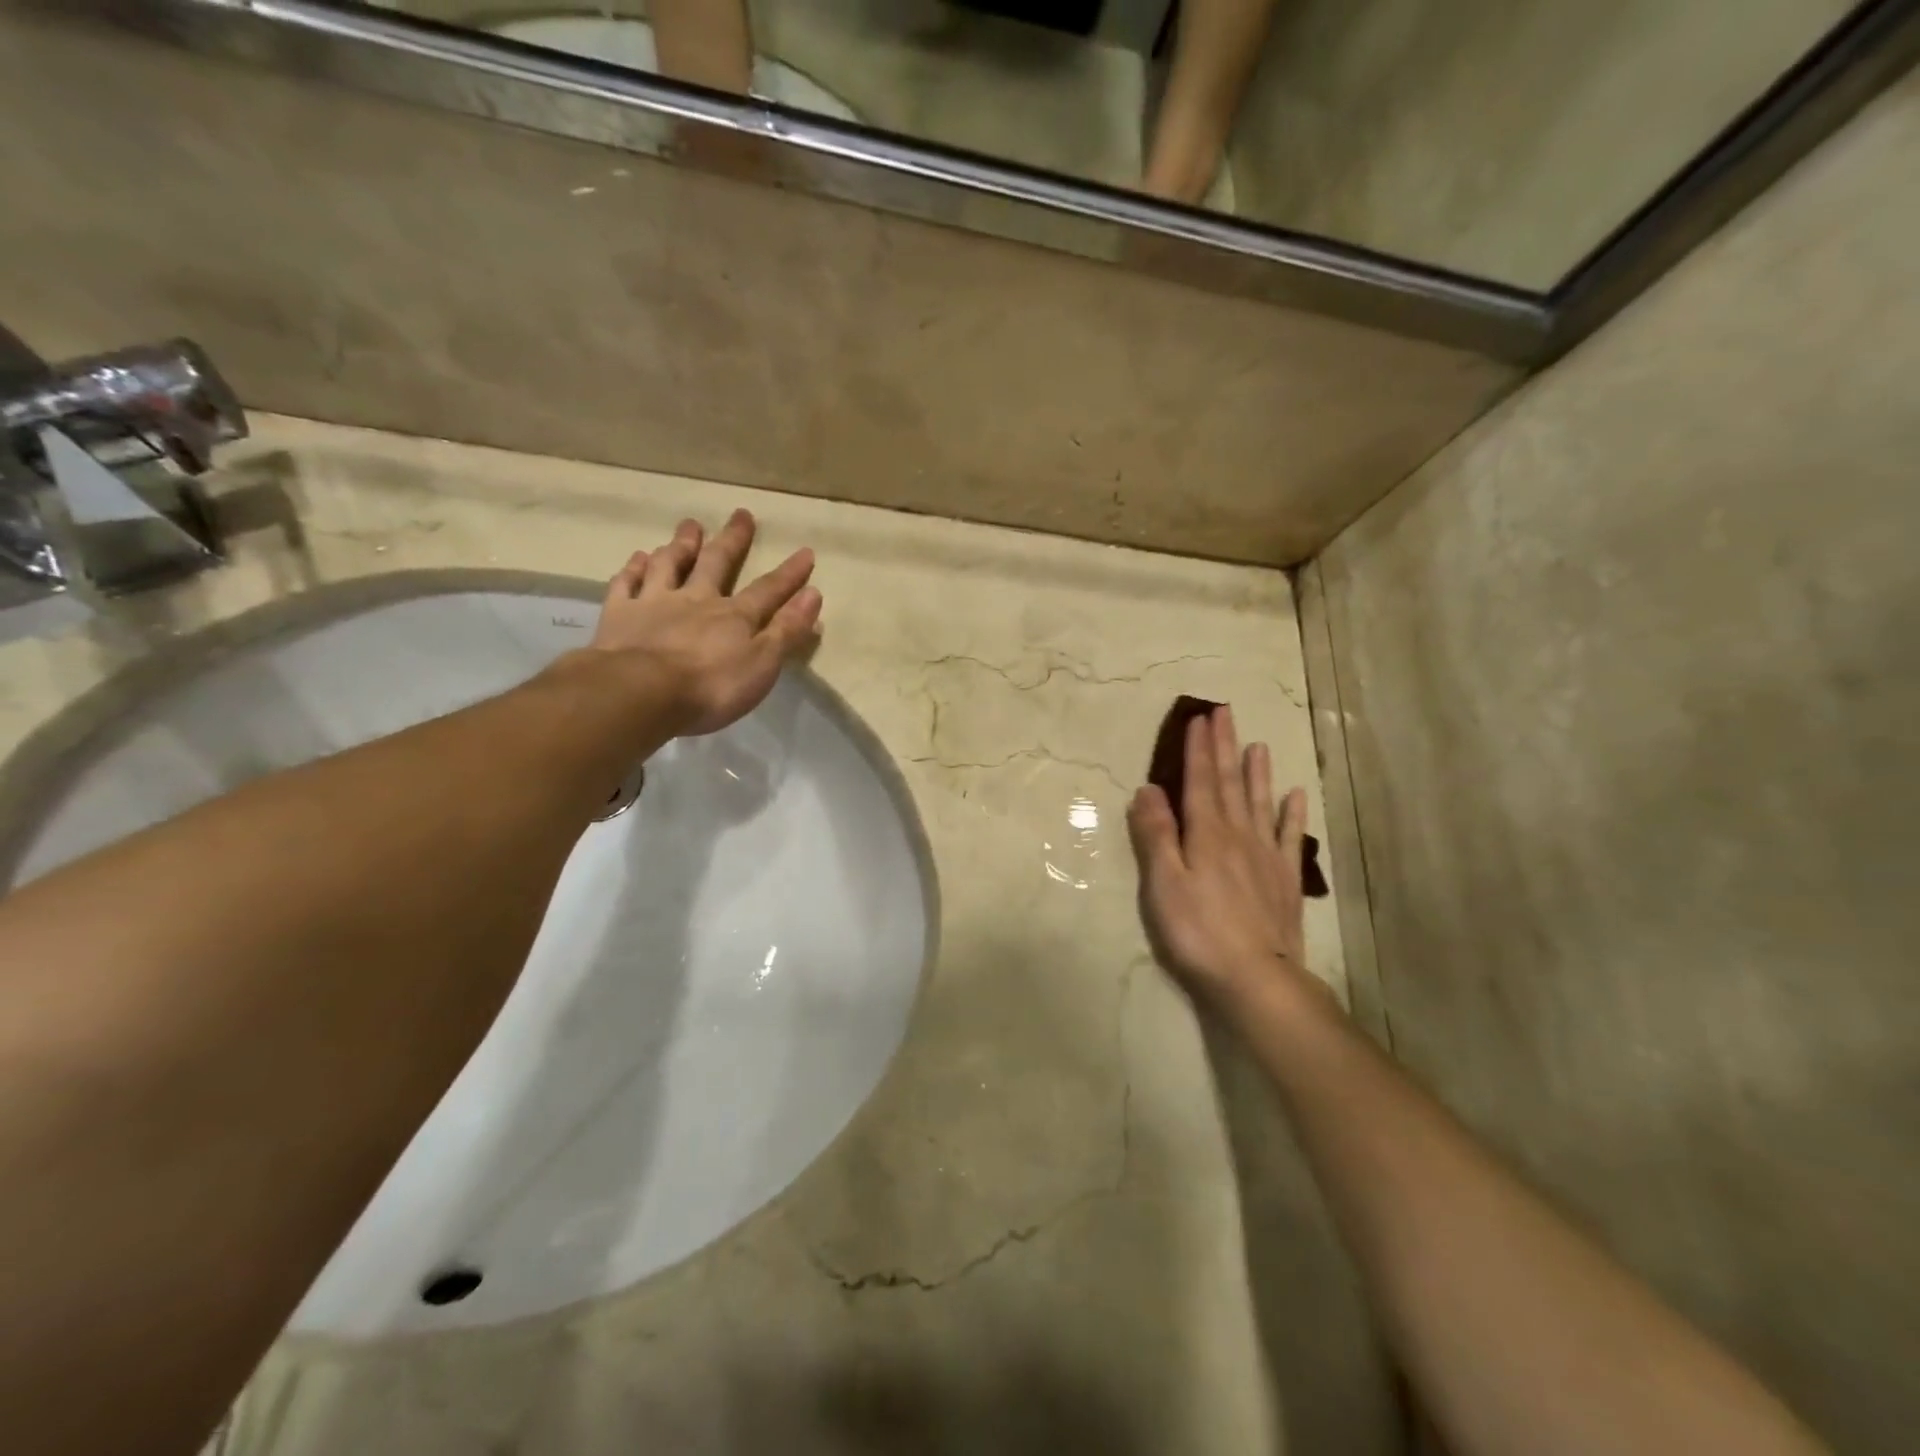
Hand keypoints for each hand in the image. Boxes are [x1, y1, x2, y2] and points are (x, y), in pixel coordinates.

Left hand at [589, 509, 820, 736]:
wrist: (641, 692)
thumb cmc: (710, 687)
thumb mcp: (762, 664)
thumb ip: (787, 630)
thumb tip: (813, 594)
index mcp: (734, 616)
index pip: (768, 590)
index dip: (790, 573)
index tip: (805, 552)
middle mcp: (696, 600)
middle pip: (717, 564)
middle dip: (732, 540)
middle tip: (741, 515)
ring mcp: (655, 603)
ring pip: (670, 565)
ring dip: (682, 545)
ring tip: (690, 525)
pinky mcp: (620, 615)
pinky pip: (628, 584)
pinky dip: (634, 569)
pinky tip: (638, 558)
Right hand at [1127, 705, 1316, 1006]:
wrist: (1257, 978)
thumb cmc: (1197, 932)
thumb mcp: (1163, 884)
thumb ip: (1156, 835)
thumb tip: (1148, 788)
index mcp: (1206, 834)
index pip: (1200, 781)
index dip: (1199, 748)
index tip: (1199, 717)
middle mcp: (1239, 835)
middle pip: (1231, 783)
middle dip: (1226, 746)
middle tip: (1225, 712)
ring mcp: (1266, 856)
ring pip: (1261, 803)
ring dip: (1258, 772)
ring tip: (1258, 744)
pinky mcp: (1285, 880)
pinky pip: (1290, 837)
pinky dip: (1293, 814)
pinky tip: (1296, 796)